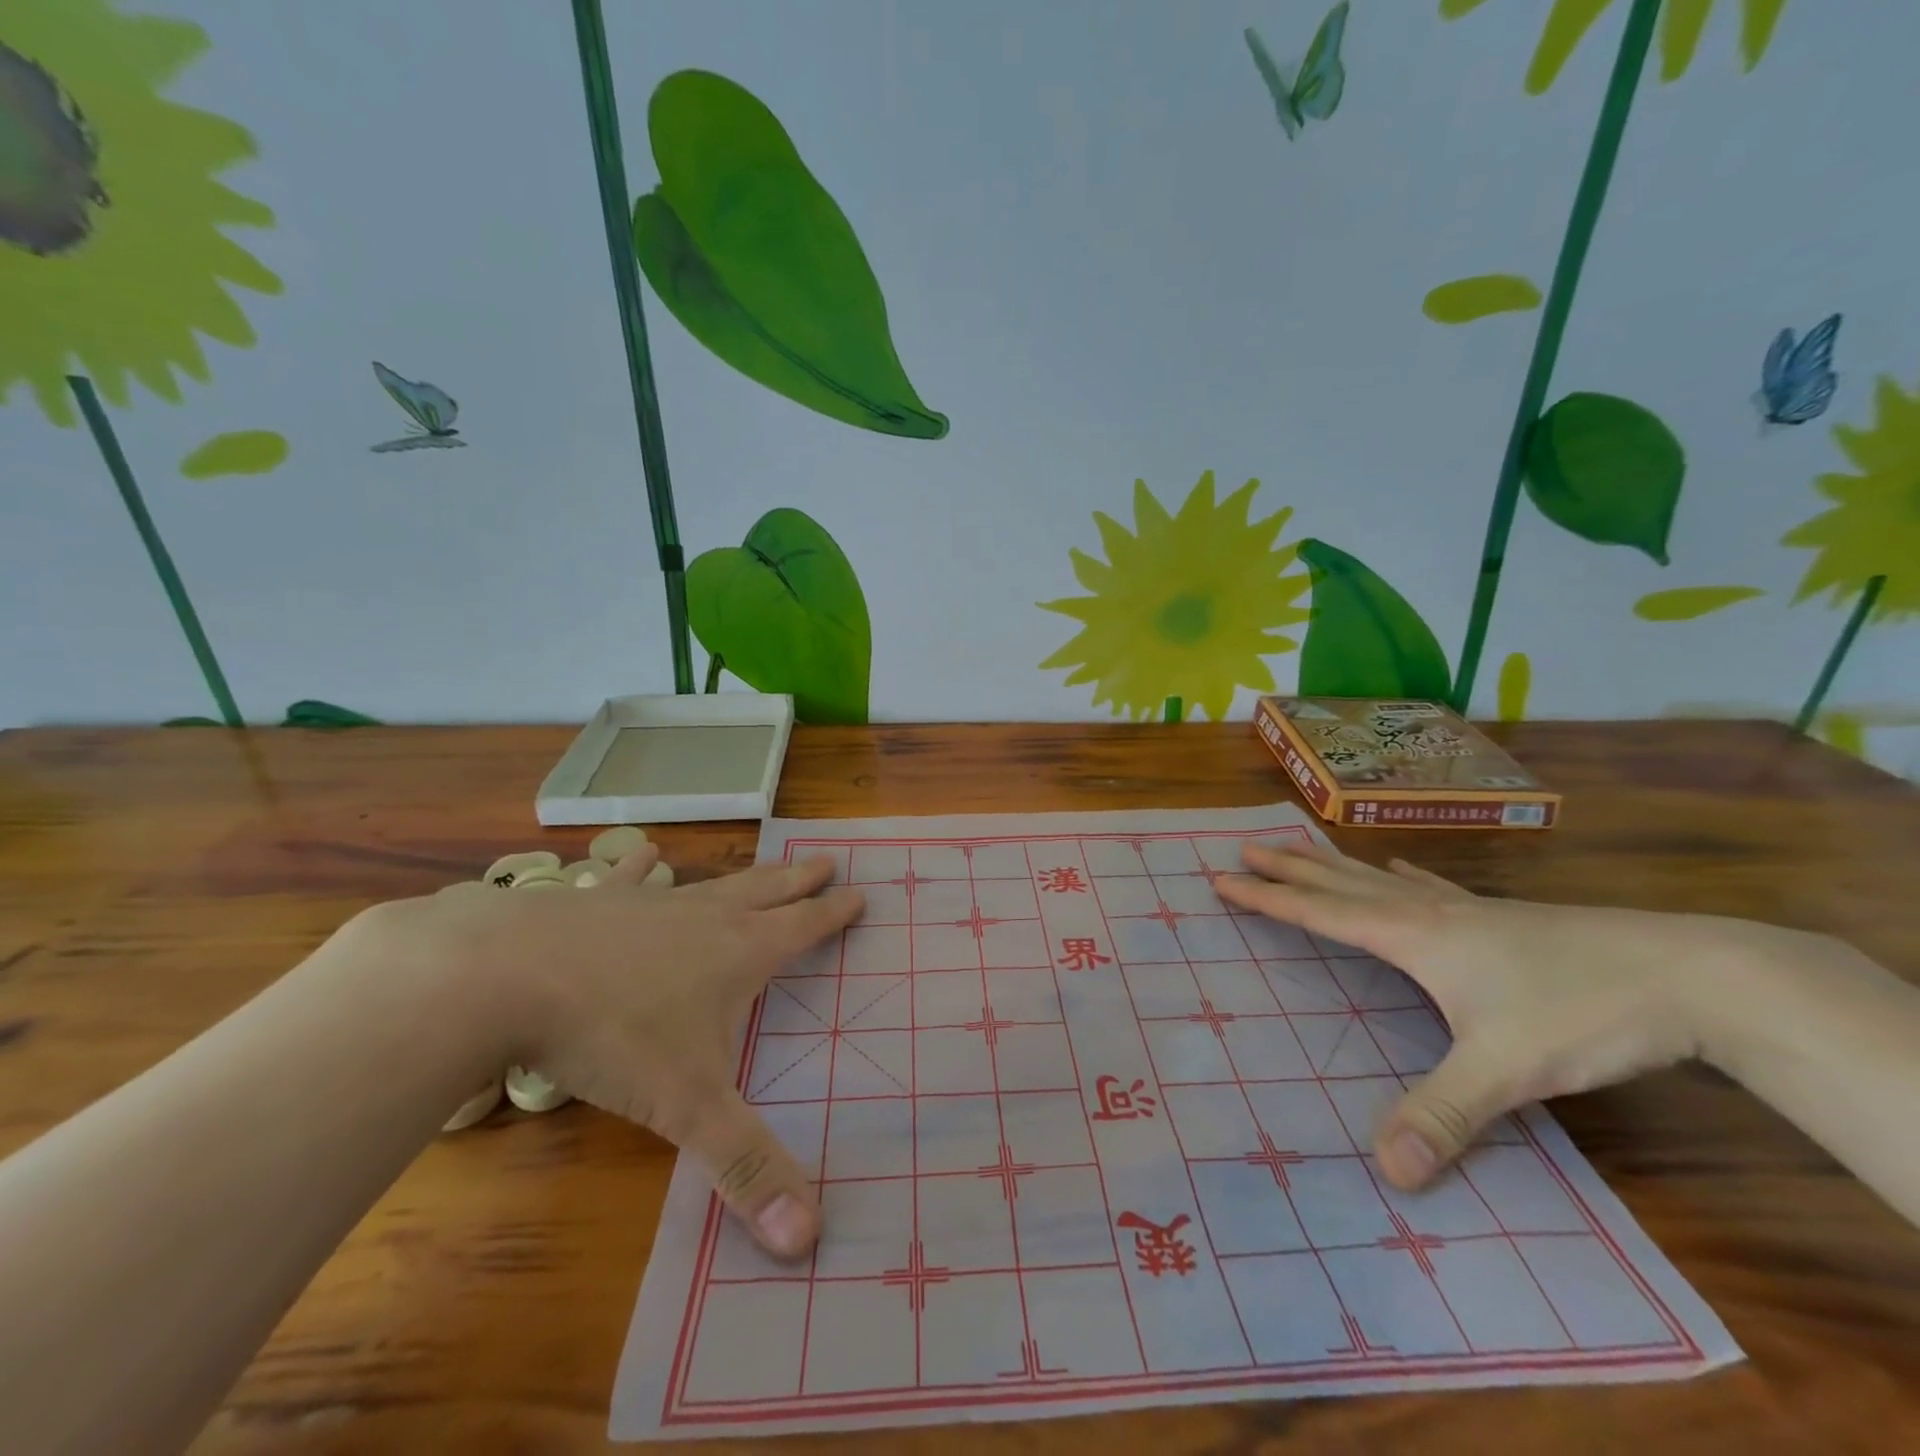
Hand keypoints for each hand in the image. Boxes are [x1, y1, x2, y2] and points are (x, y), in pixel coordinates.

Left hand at [381, 848, 863, 1259]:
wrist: (507, 974)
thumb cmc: (612, 1035)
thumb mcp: (687, 1108)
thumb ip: (745, 1168)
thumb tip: (810, 1239)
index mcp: (738, 954)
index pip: (803, 929)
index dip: (833, 913)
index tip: (858, 891)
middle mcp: (704, 918)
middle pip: (767, 893)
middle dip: (800, 881)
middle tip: (825, 858)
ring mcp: (650, 904)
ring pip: (712, 883)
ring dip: (744, 874)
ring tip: (766, 859)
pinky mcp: (597, 900)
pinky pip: (632, 878)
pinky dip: (644, 865)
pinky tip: (648, 852)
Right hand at [1213, 841, 1787, 1190]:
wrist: (1686, 973)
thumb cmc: (1580, 1012)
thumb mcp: (1505, 1070)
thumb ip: (1443, 1115)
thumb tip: (1386, 1170)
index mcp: (1413, 937)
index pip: (1321, 914)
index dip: (1269, 899)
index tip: (1223, 879)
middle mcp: (1428, 913)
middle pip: (1341, 884)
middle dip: (1290, 868)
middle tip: (1247, 846)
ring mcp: (1467, 910)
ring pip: (1379, 878)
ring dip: (1333, 864)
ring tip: (1302, 845)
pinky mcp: (1501, 917)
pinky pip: (1432, 885)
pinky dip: (1403, 874)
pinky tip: (1404, 868)